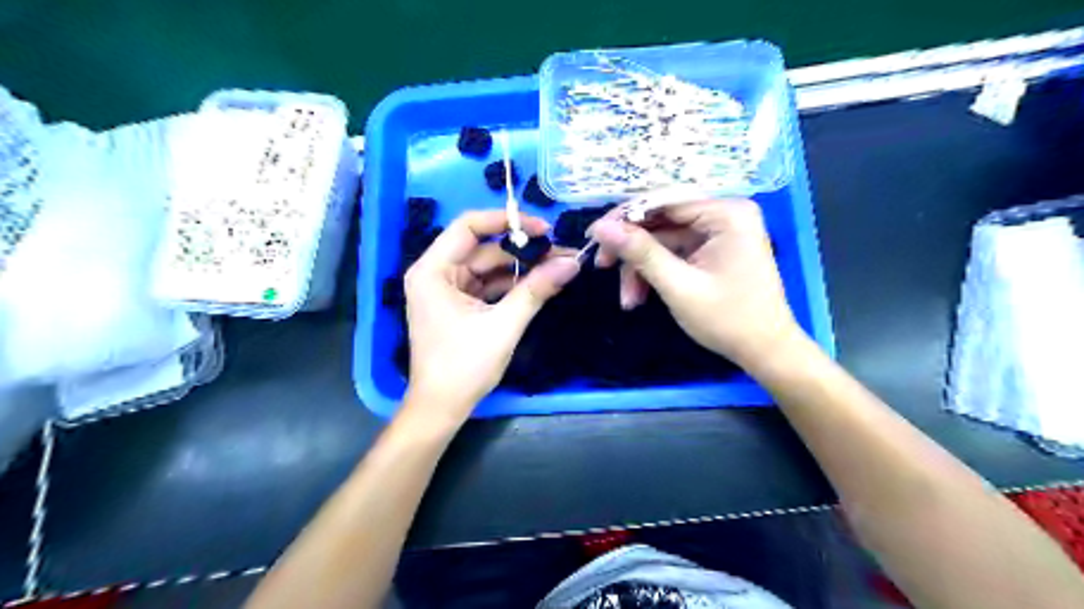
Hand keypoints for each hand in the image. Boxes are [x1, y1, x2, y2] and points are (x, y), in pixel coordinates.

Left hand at [402, 210, 580, 418]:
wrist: (441, 408)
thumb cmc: (464, 366)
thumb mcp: (504, 325)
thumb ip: (536, 290)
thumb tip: (573, 262)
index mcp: (433, 270)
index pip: (468, 226)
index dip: (507, 221)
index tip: (544, 228)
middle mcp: (435, 273)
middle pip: (482, 247)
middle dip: (522, 250)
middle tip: (560, 252)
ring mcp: (446, 289)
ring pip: (488, 267)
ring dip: (520, 268)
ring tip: (558, 267)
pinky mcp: (457, 304)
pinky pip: (487, 285)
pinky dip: (511, 285)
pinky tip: (539, 284)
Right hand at [590, 203, 797, 368]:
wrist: (765, 352)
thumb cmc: (728, 320)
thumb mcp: (678, 286)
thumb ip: (640, 253)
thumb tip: (600, 227)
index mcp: (726, 213)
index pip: (663, 201)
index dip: (625, 217)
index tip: (593, 237)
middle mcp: (724, 214)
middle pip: (661, 220)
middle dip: (632, 249)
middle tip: (602, 267)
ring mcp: (719, 233)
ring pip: (663, 240)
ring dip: (641, 268)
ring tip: (628, 300)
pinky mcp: (712, 250)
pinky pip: (674, 253)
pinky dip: (655, 273)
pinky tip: (640, 296)